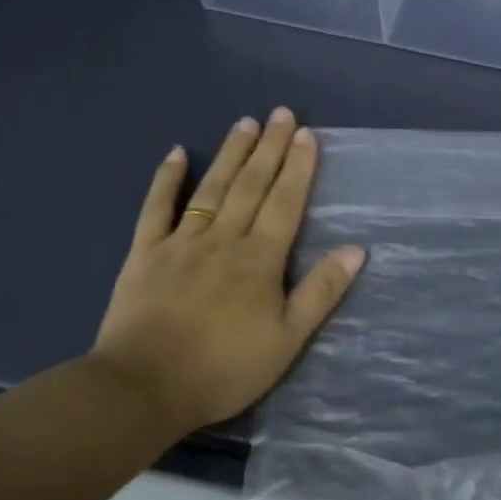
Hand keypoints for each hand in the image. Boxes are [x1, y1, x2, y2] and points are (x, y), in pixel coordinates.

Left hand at [88, 107, 364, 435]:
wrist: (146, 386)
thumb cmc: (225, 368)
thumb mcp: (288, 339)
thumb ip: (321, 292)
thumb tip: (356, 250)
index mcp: (260, 259)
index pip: (285, 203)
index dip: (298, 168)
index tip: (307, 135)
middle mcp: (223, 239)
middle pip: (251, 186)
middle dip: (269, 148)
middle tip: (281, 114)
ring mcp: (181, 241)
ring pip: (212, 188)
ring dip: (230, 154)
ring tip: (245, 123)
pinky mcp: (145, 252)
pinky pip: (156, 207)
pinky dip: (167, 179)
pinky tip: (177, 153)